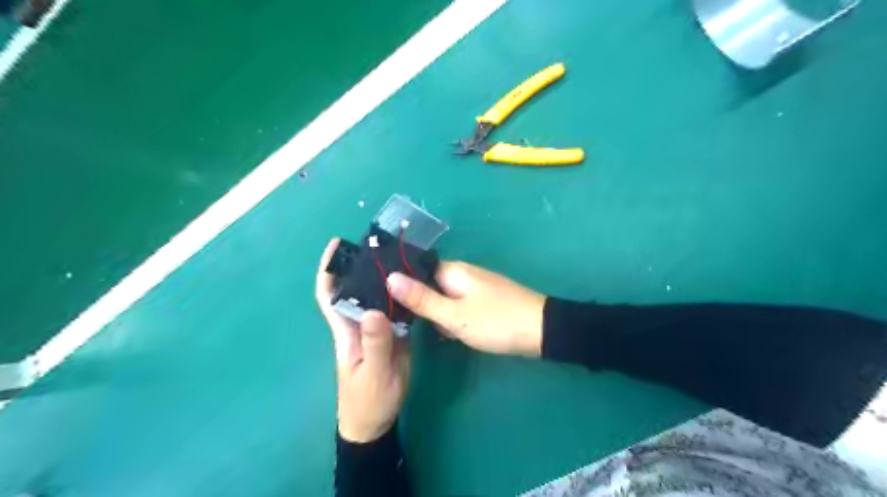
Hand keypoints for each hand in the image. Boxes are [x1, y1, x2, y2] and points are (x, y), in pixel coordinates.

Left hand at [317, 239, 409, 444]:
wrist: (377, 421)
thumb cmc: (368, 400)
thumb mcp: (374, 374)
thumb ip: (376, 344)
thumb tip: (374, 310)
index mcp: (346, 331)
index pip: (330, 296)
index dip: (329, 271)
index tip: (337, 245)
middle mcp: (358, 324)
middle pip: (355, 289)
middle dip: (361, 265)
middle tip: (382, 243)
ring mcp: (376, 329)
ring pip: (376, 297)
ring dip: (383, 277)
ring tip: (400, 256)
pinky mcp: (392, 335)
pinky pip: (394, 309)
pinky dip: (400, 294)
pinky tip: (413, 283)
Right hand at [390, 260, 548, 356]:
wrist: (542, 331)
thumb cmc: (496, 322)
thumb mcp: (454, 314)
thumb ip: (422, 299)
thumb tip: (390, 277)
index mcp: (453, 270)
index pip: (417, 271)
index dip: (404, 287)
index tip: (391, 306)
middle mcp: (463, 273)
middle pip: (430, 286)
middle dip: (424, 306)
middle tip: (423, 325)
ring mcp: (475, 286)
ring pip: (444, 299)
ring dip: (441, 316)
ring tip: (446, 333)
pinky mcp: (485, 299)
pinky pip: (459, 306)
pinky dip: (455, 319)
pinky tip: (458, 334)